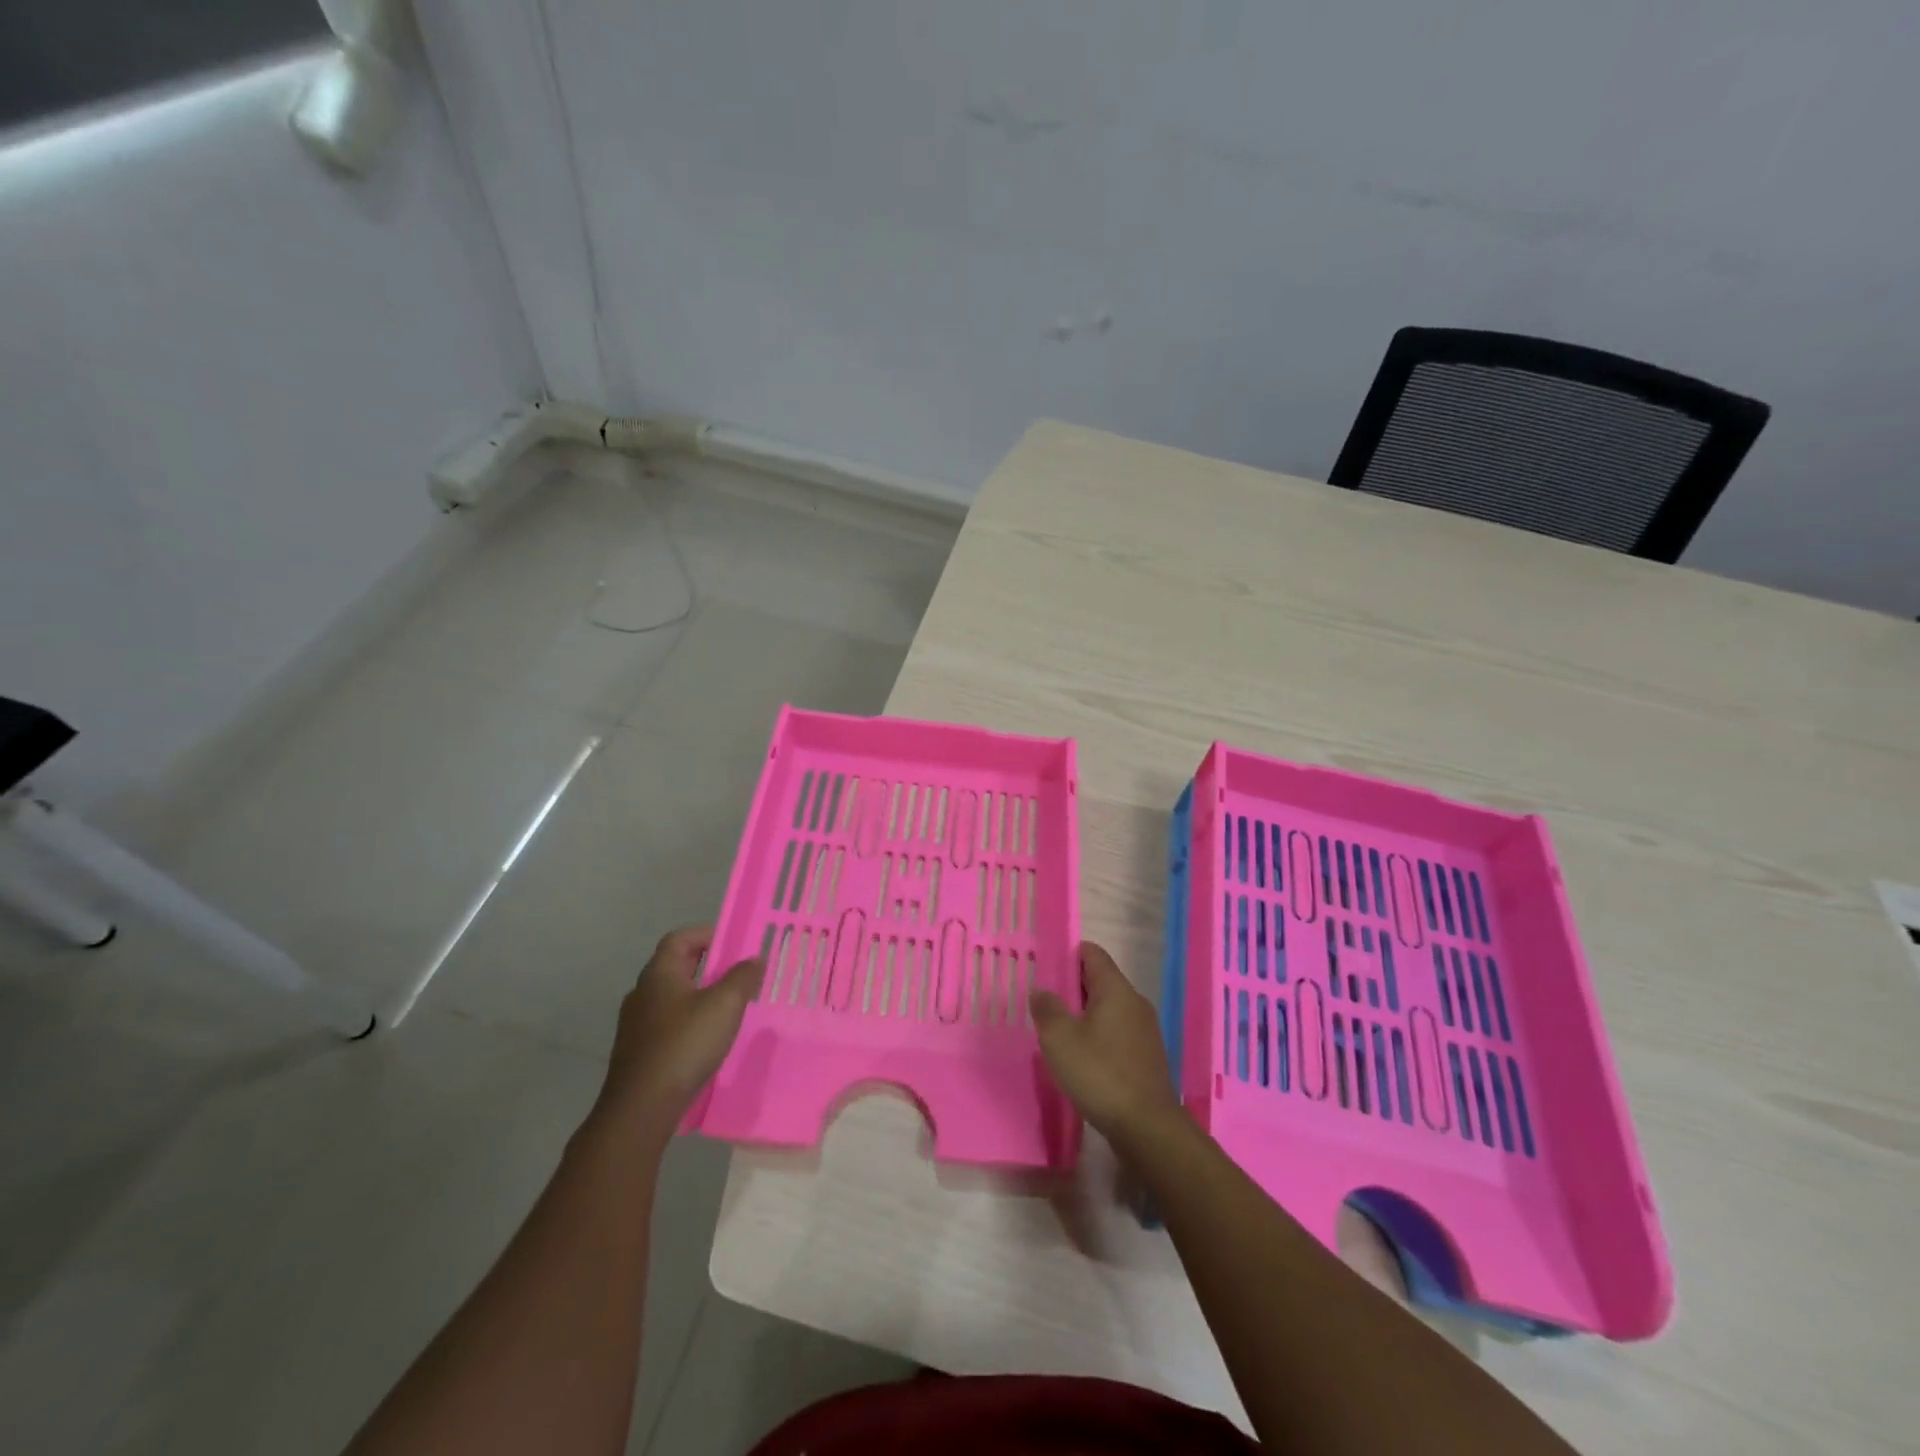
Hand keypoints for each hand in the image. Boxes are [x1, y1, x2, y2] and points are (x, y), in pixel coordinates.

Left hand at [597, 926, 763, 1124]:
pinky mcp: (638, 1051)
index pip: (679, 938)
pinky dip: (689, 1021)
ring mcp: (636, 1024)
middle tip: (738, 974)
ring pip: (672, 997)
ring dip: (700, 995)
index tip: (734, 943)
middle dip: (708, 965)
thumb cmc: (685, 1044)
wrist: (641, 1107)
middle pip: (676, 966)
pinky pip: (668, 1023)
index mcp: (659, 973)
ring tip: (729, 1008)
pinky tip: (708, 1040)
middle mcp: (642, 993)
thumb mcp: (725, 1005)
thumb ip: (743, 977)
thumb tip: (754, 959)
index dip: (707, 934)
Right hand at [1029, 941, 1182, 1145]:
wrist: (1147, 1128)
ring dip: (1083, 1014)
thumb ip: (1047, 1009)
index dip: (1068, 953)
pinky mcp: (1146, 1056)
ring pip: (1108, 1008)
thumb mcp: (1060, 1039)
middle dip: (1072, 986)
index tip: (1044, 965)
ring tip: (1057, 1029)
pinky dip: (1097, 1035)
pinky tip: (1080, 1056)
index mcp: (1116, 989)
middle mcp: (1134, 1002)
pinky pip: (1117, 1032)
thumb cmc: (1100, 1074)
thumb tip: (1041, 990)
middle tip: (1043, 1000)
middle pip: (1101, 980)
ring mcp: (1144, 1030)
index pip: (1093, 953)